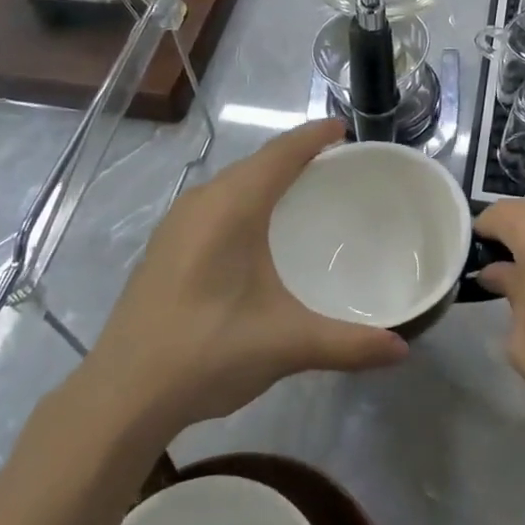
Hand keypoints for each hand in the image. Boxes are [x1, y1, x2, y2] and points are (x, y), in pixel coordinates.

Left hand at [78, 121, 408, 434]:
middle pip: (256, 163)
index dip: (313, 136)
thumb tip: (402, 350)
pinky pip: (215, 203)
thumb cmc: (207, 351)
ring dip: (267, 177)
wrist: (122, 395)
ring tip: (303, 190)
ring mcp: (177, 225)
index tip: (345, 129)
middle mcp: (202, 203)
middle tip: (336, 165)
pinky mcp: (165, 247)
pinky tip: (257, 231)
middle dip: (295, 155)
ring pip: (232, 183)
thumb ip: (348, 343)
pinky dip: (245, 199)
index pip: (280, 154)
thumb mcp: (287, 344)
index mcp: (232, 207)